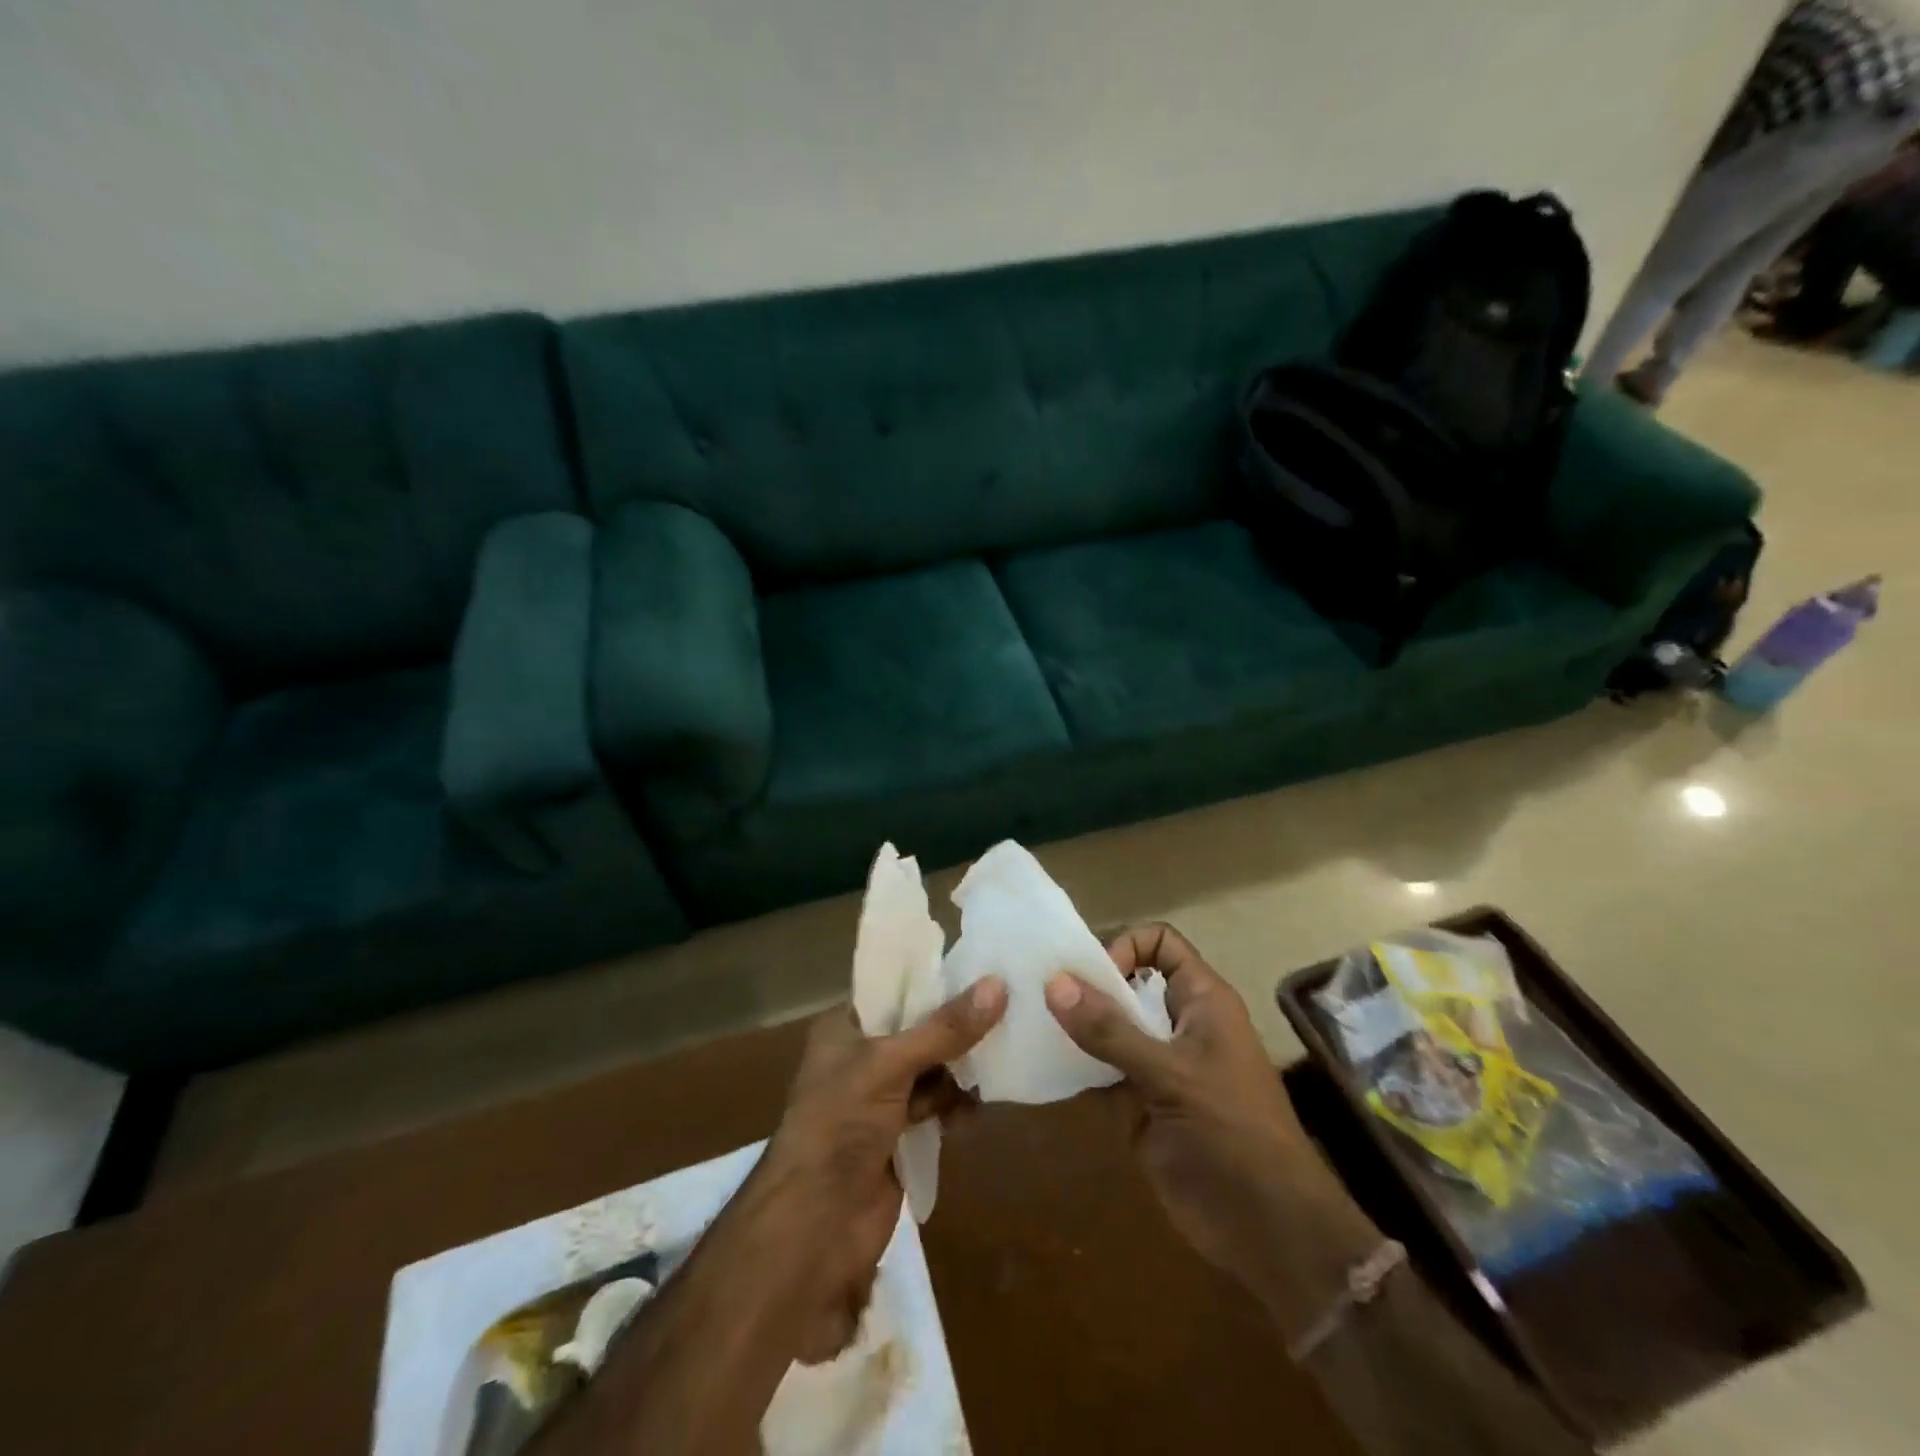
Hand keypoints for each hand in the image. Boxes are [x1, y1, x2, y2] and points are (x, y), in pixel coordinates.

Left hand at [762, 978, 1006, 1361]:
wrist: (815, 1226)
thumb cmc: (840, 1125)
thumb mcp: (890, 1064)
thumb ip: (945, 1029)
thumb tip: (999, 984)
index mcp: (844, 1027)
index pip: (893, 989)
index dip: (933, 980)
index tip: (982, 968)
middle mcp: (860, 1056)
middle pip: (918, 1029)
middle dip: (956, 1028)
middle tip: (1006, 1012)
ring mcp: (880, 1098)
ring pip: (932, 1069)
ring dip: (959, 1071)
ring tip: (995, 1065)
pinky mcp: (898, 1135)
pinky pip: (936, 1107)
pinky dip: (955, 1108)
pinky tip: (975, 1112)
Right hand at [1044, 925, 1327, 1285]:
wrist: (1267, 1231)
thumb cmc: (1232, 1133)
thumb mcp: (1171, 1075)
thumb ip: (1111, 1031)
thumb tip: (1054, 982)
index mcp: (1201, 1001)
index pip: (1161, 944)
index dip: (1126, 948)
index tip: (1092, 977)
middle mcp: (1177, 1025)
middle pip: (1127, 984)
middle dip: (1086, 985)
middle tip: (1036, 992)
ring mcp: (1157, 1067)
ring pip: (1109, 1029)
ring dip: (1074, 1026)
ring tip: (1027, 1021)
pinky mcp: (1139, 1106)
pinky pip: (1100, 1073)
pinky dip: (1074, 1068)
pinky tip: (1040, 1066)